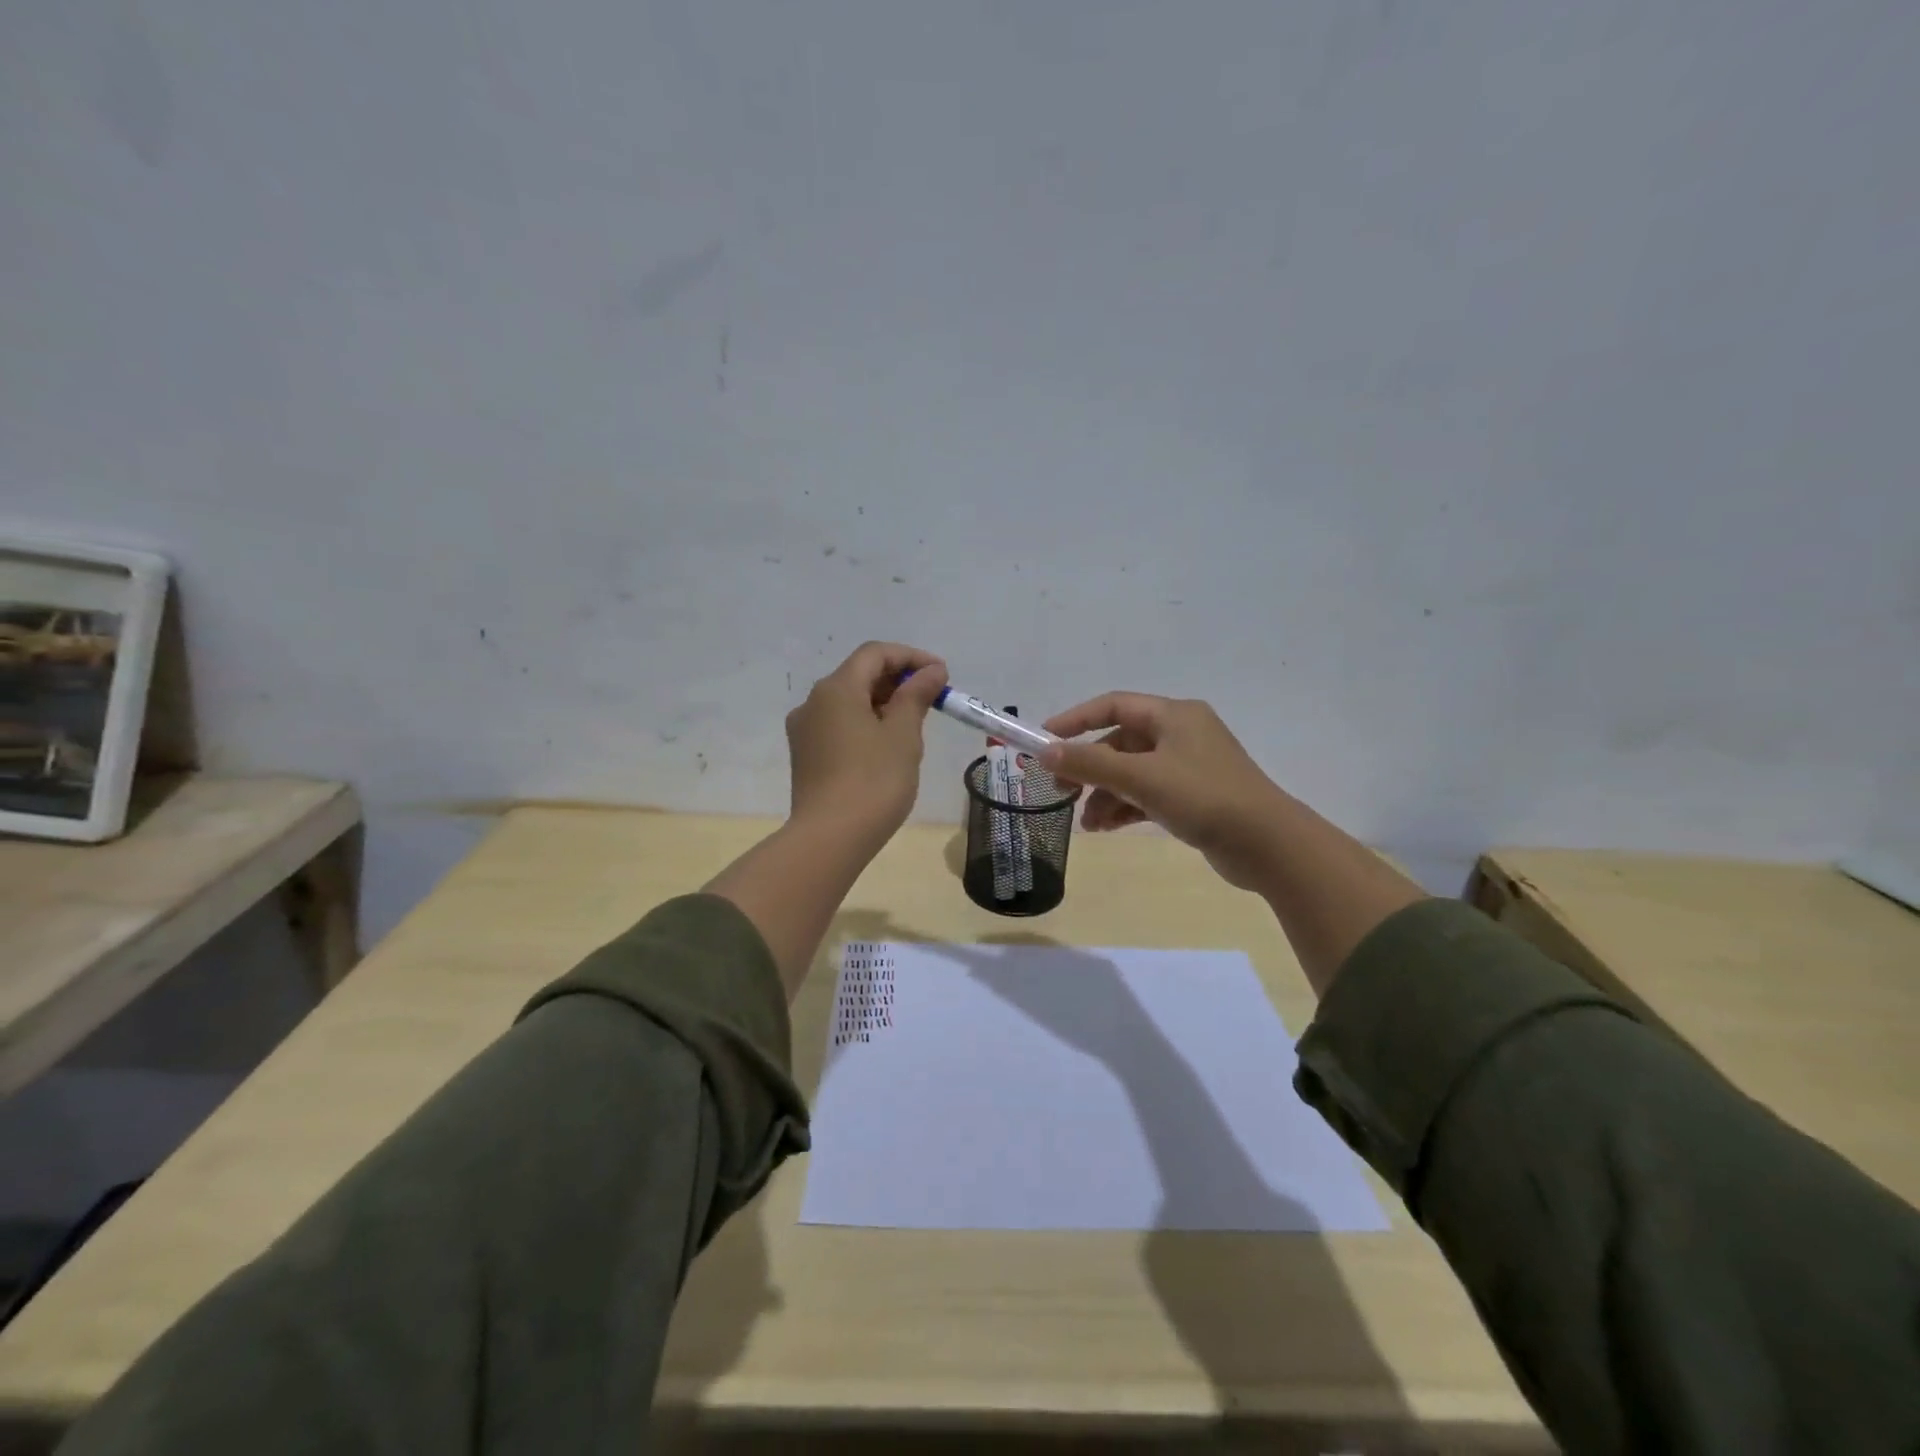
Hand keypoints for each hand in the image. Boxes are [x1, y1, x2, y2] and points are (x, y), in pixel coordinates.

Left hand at [786, 642, 948, 845]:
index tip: (941, 675)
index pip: (875, 653)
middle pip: (859, 675)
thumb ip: (916, 695)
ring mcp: (805, 730)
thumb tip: (931, 671)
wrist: (830, 838)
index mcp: (836, 689)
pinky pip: (839, 725)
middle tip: (932, 700)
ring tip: (914, 724)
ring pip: (848, 701)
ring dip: (882, 702)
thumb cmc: (874, 781)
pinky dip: (865, 723)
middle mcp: (813, 702)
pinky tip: (886, 746)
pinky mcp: (805, 755)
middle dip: (898, 680)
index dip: (911, 657)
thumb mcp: (903, 734)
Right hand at [1040, 693, 1287, 891]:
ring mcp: (1189, 766)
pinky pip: (1148, 793)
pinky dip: (1126, 807)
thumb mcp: (1140, 777)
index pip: (1113, 705)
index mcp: (1173, 715)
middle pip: (1120, 742)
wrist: (1267, 844)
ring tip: (1088, 824)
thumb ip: (1090, 763)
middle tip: (1060, 789)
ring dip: (1106, 794)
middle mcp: (1181, 734)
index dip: (1075, 720)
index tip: (1044, 740)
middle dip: (1090, 767)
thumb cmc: (1203, 797)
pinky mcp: (1194, 796)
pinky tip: (1107, 828)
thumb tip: (1045, 752)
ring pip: (1132, 772)